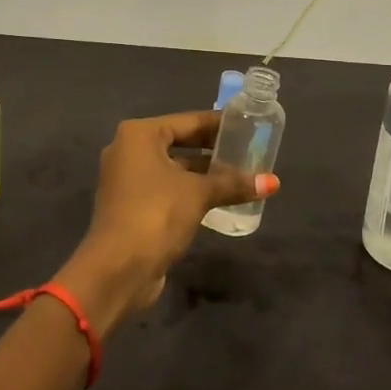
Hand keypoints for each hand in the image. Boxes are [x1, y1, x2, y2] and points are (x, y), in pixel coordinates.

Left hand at [53, 111, 276, 334]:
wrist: (118, 269)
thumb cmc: (156, 214)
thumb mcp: (199, 194)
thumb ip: (233, 184)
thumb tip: (273, 182)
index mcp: (139, 135)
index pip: (187, 121)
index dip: (218, 124)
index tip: (246, 125)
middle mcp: (128, 151)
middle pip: (179, 143)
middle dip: (212, 149)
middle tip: (247, 150)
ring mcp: (127, 180)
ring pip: (173, 168)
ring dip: (203, 173)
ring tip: (240, 175)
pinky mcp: (131, 206)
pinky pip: (167, 189)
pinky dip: (190, 191)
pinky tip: (219, 198)